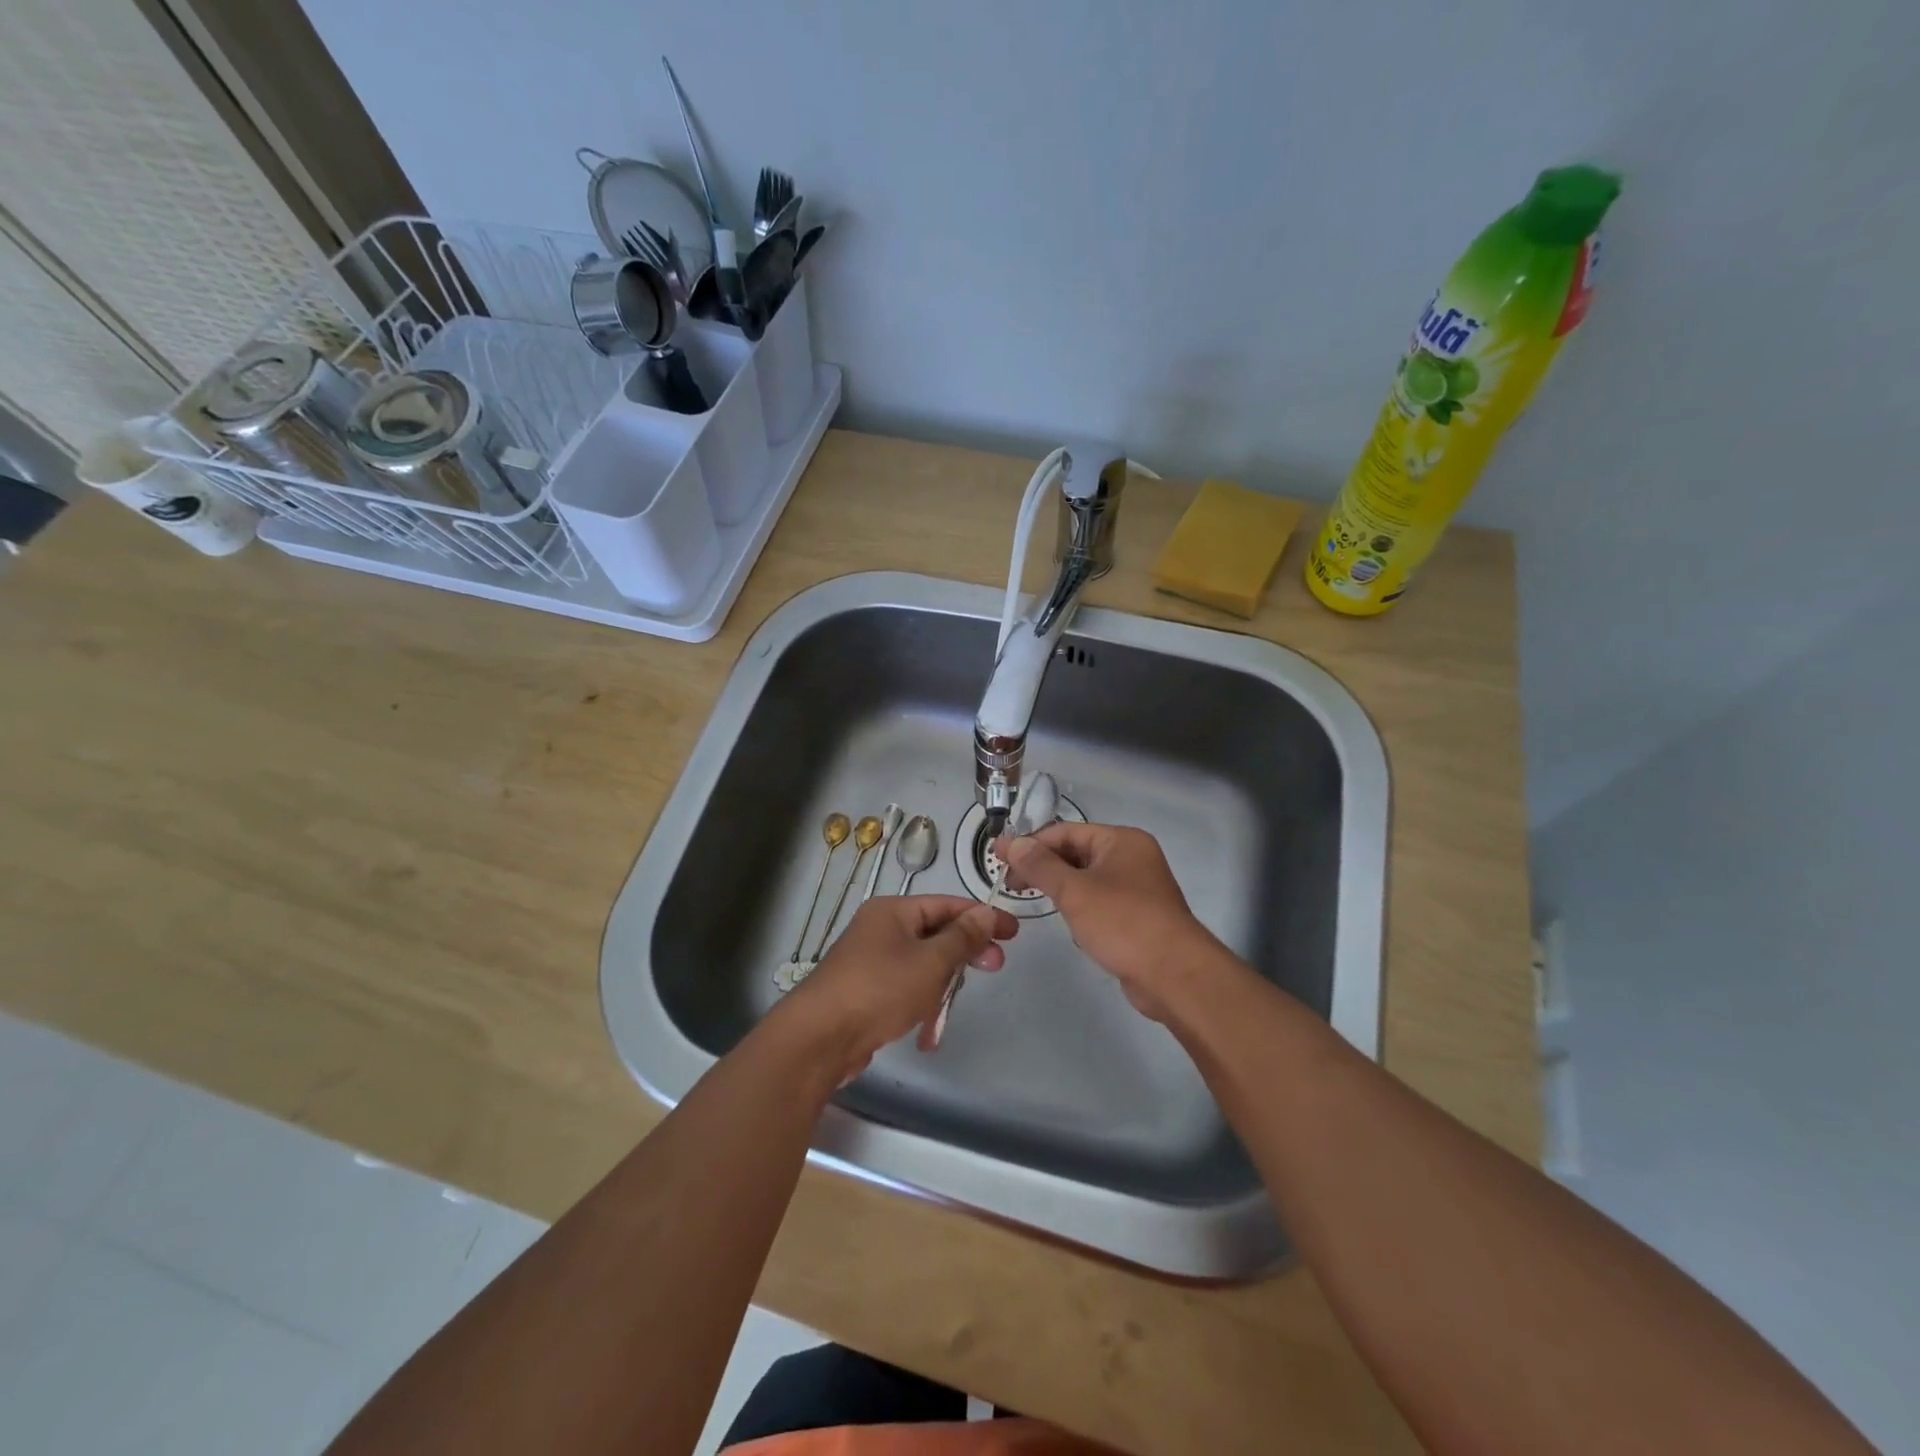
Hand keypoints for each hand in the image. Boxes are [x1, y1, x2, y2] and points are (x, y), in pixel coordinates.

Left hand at [778, 895, 1017, 1081]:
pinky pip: (903, 990)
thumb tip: (986, 912)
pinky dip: (919, 1005)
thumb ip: (962, 938)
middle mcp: (880, 930)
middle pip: (934, 933)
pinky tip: (926, 1034)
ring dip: (941, 985)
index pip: (946, 904)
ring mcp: (869, 962)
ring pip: (921, 964)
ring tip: (950, 1007)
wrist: (818, 1039)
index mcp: (893, 912)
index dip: (982, 917)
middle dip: (964, 952)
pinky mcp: (864, 993)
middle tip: (995, 967)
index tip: (1013, 932)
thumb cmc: (879, 990)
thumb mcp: (930, 962)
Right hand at [998, 822, 1225, 1023]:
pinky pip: (1100, 902)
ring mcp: (1138, 887)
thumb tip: (1011, 843)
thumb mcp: (1074, 891)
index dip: (1030, 844)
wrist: (1174, 975)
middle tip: (1011, 885)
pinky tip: (1070, 926)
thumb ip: (1040, 866)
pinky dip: (1080, 908)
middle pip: (1076, 853)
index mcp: (1121, 840)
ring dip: (1061, 888)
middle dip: (1044, 867)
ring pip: (1087, 879)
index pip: (1065, 832)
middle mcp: (1132, 857)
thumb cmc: (1123, 923)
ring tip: (1033, 902)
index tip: (998, 860)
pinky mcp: (1138, 916)